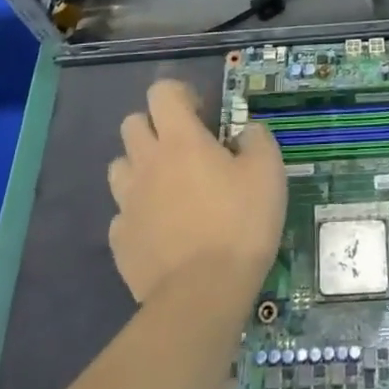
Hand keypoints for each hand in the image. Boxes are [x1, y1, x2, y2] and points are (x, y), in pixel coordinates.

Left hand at [107, 80, 285, 304]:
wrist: (202, 296)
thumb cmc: (239, 224)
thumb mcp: (269, 172)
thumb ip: (257, 139)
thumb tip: (244, 133)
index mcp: (180, 139)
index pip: (161, 92)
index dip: (180, 94)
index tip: (202, 114)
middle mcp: (146, 162)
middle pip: (132, 124)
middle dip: (155, 127)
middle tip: (186, 149)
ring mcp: (127, 202)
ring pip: (120, 167)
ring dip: (141, 167)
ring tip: (170, 188)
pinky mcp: (120, 240)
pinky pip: (123, 213)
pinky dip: (139, 214)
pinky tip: (163, 230)